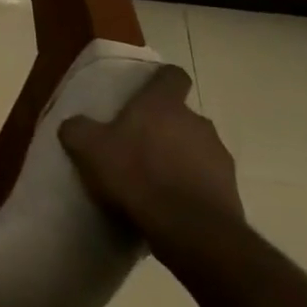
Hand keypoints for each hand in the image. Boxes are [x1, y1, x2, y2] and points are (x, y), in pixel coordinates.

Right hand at [59, 65, 241, 254]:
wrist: (190, 230)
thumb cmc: (136, 174)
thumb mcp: (88, 148)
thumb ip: (78, 129)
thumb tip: (75, 125)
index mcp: (163, 104)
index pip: (172, 75)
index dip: (160, 80)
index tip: (145, 91)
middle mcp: (197, 122)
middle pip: (182, 115)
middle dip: (164, 126)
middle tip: (138, 144)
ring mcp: (219, 157)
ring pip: (196, 147)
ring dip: (179, 157)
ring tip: (155, 179)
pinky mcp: (231, 191)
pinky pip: (207, 180)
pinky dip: (192, 186)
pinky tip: (171, 205)